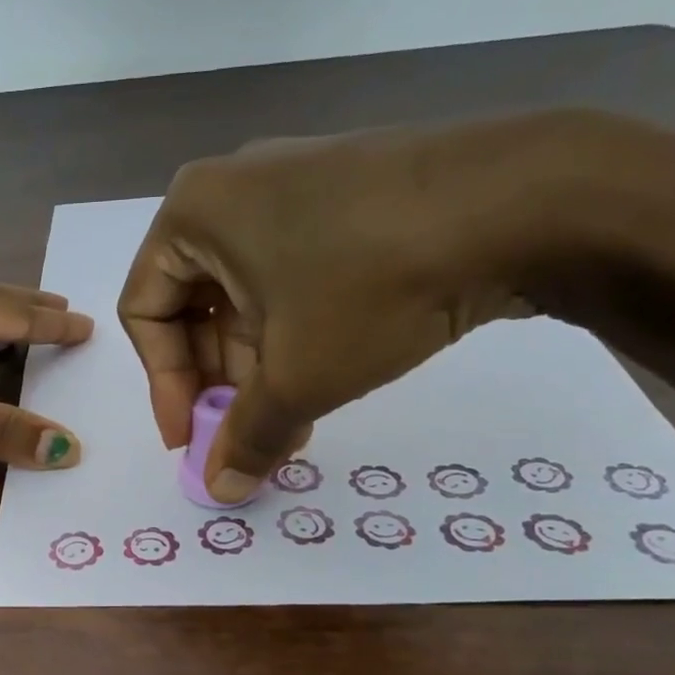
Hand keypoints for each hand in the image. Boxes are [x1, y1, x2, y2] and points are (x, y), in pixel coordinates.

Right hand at [118, 111, 609, 501]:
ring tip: (295, 420)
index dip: (164, 385)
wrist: (528, 199)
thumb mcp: (298, 376)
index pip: (145, 312)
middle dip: (219, 381)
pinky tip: (327, 371)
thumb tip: (220, 491)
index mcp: (193, 214)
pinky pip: (293, 272)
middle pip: (195, 304)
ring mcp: (294, 183)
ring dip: (260, 365)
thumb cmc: (372, 284)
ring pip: (248, 293)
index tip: (191, 440)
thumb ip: (246, 437)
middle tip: (248, 435)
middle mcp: (232, 189)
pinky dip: (296, 329)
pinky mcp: (346, 192)